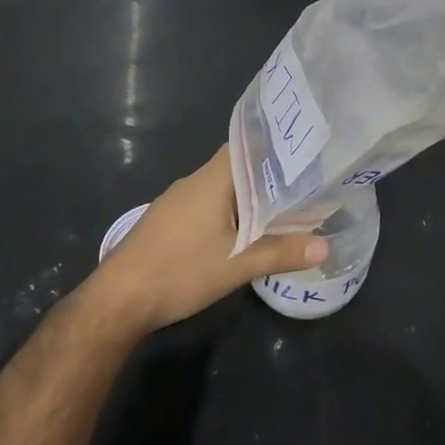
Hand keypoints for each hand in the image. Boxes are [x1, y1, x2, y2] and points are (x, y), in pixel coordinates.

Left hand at [82, 145, 327, 335]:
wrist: (118, 300)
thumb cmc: (179, 271)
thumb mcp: (236, 265)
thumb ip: (281, 253)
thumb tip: (325, 247)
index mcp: (211, 180)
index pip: (246, 145)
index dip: (274, 146)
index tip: (302, 152)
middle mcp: (193, 182)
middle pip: (236, 168)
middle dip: (268, 176)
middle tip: (303, 184)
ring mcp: (176, 202)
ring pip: (220, 190)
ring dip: (247, 198)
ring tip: (281, 208)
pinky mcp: (167, 222)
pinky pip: (205, 206)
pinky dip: (227, 213)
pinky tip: (241, 232)